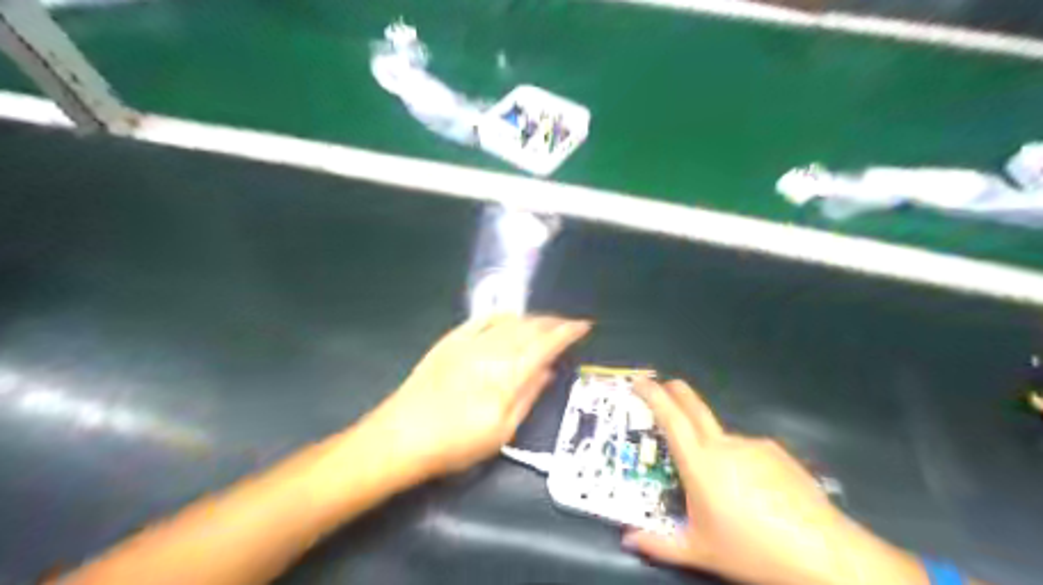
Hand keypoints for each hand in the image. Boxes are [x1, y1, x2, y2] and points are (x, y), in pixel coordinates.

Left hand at [364, 315, 584, 479]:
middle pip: (530, 327)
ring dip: (532, 318)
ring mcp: (469, 342)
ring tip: (544, 323)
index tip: (584, 326)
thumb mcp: (501, 432)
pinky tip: (509, 316)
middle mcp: (492, 350)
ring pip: (509, 321)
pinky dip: (501, 315)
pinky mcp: (450, 341)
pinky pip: (481, 319)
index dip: (567, 332)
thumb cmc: (456, 443)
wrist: (401, 437)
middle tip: (567, 326)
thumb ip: (528, 396)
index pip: (546, 344)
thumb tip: (548, 370)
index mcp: (508, 374)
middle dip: (553, 323)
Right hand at [622, 378, 922, 584]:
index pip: (670, 418)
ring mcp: (752, 444)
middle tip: (662, 386)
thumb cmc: (752, 550)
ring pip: (721, 436)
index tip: (639, 382)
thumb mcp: (699, 552)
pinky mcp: (776, 451)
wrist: (824, 553)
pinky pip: (746, 450)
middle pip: (694, 406)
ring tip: (719, 484)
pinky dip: (737, 460)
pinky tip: (751, 491)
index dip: (652, 395)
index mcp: (699, 463)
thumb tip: (626, 538)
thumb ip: (657, 544)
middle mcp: (723, 444)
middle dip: (674, 391)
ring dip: (709, 445)